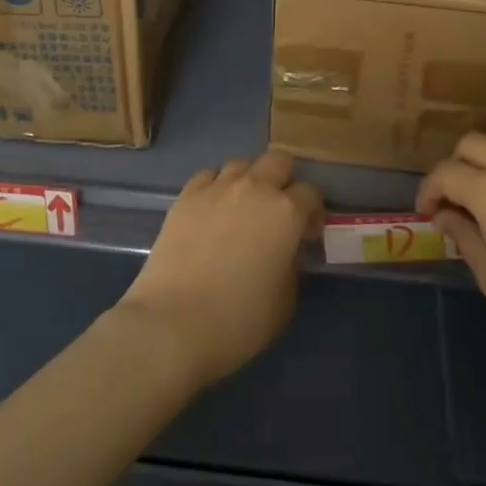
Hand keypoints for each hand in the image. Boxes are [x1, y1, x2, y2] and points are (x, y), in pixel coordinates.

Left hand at [115, 151, 323, 389]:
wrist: (173, 323)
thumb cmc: (238, 321)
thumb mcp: (285, 302)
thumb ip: (292, 266)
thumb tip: (287, 251)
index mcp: (286, 213)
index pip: (311, 194)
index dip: (312, 213)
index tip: (306, 235)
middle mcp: (255, 188)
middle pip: (278, 161)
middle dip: (284, 180)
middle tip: (278, 211)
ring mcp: (217, 187)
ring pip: (242, 164)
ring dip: (248, 180)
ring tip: (241, 208)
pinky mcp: (186, 195)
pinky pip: (208, 176)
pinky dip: (215, 187)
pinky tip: (211, 210)